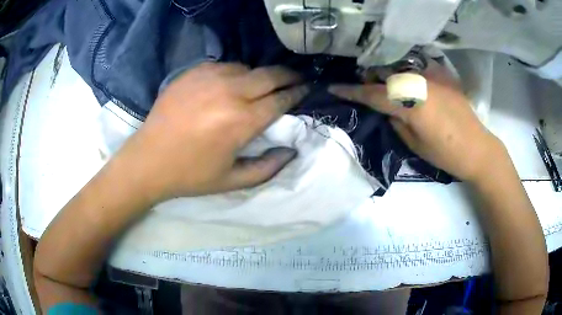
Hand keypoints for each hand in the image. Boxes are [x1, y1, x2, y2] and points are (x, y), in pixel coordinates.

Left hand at [113, 63, 308, 202]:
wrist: (148, 160)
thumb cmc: (191, 174)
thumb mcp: (232, 181)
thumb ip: (268, 168)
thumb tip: (291, 152)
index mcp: (241, 121)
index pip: (281, 99)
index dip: (297, 93)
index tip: (307, 88)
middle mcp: (229, 92)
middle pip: (270, 75)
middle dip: (288, 75)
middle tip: (297, 77)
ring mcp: (209, 78)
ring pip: (247, 68)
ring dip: (259, 76)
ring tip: (261, 85)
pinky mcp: (193, 72)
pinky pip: (224, 66)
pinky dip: (234, 74)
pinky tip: (230, 85)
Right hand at [329, 61, 504, 182]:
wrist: (478, 149)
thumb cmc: (446, 154)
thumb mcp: (414, 144)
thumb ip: (396, 122)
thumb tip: (387, 109)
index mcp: (411, 103)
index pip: (373, 94)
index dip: (351, 91)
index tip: (334, 88)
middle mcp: (419, 82)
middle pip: (385, 73)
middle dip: (370, 78)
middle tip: (364, 87)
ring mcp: (433, 76)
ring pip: (400, 67)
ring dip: (387, 74)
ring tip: (385, 84)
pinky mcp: (443, 76)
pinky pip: (418, 68)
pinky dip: (407, 73)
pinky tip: (408, 82)